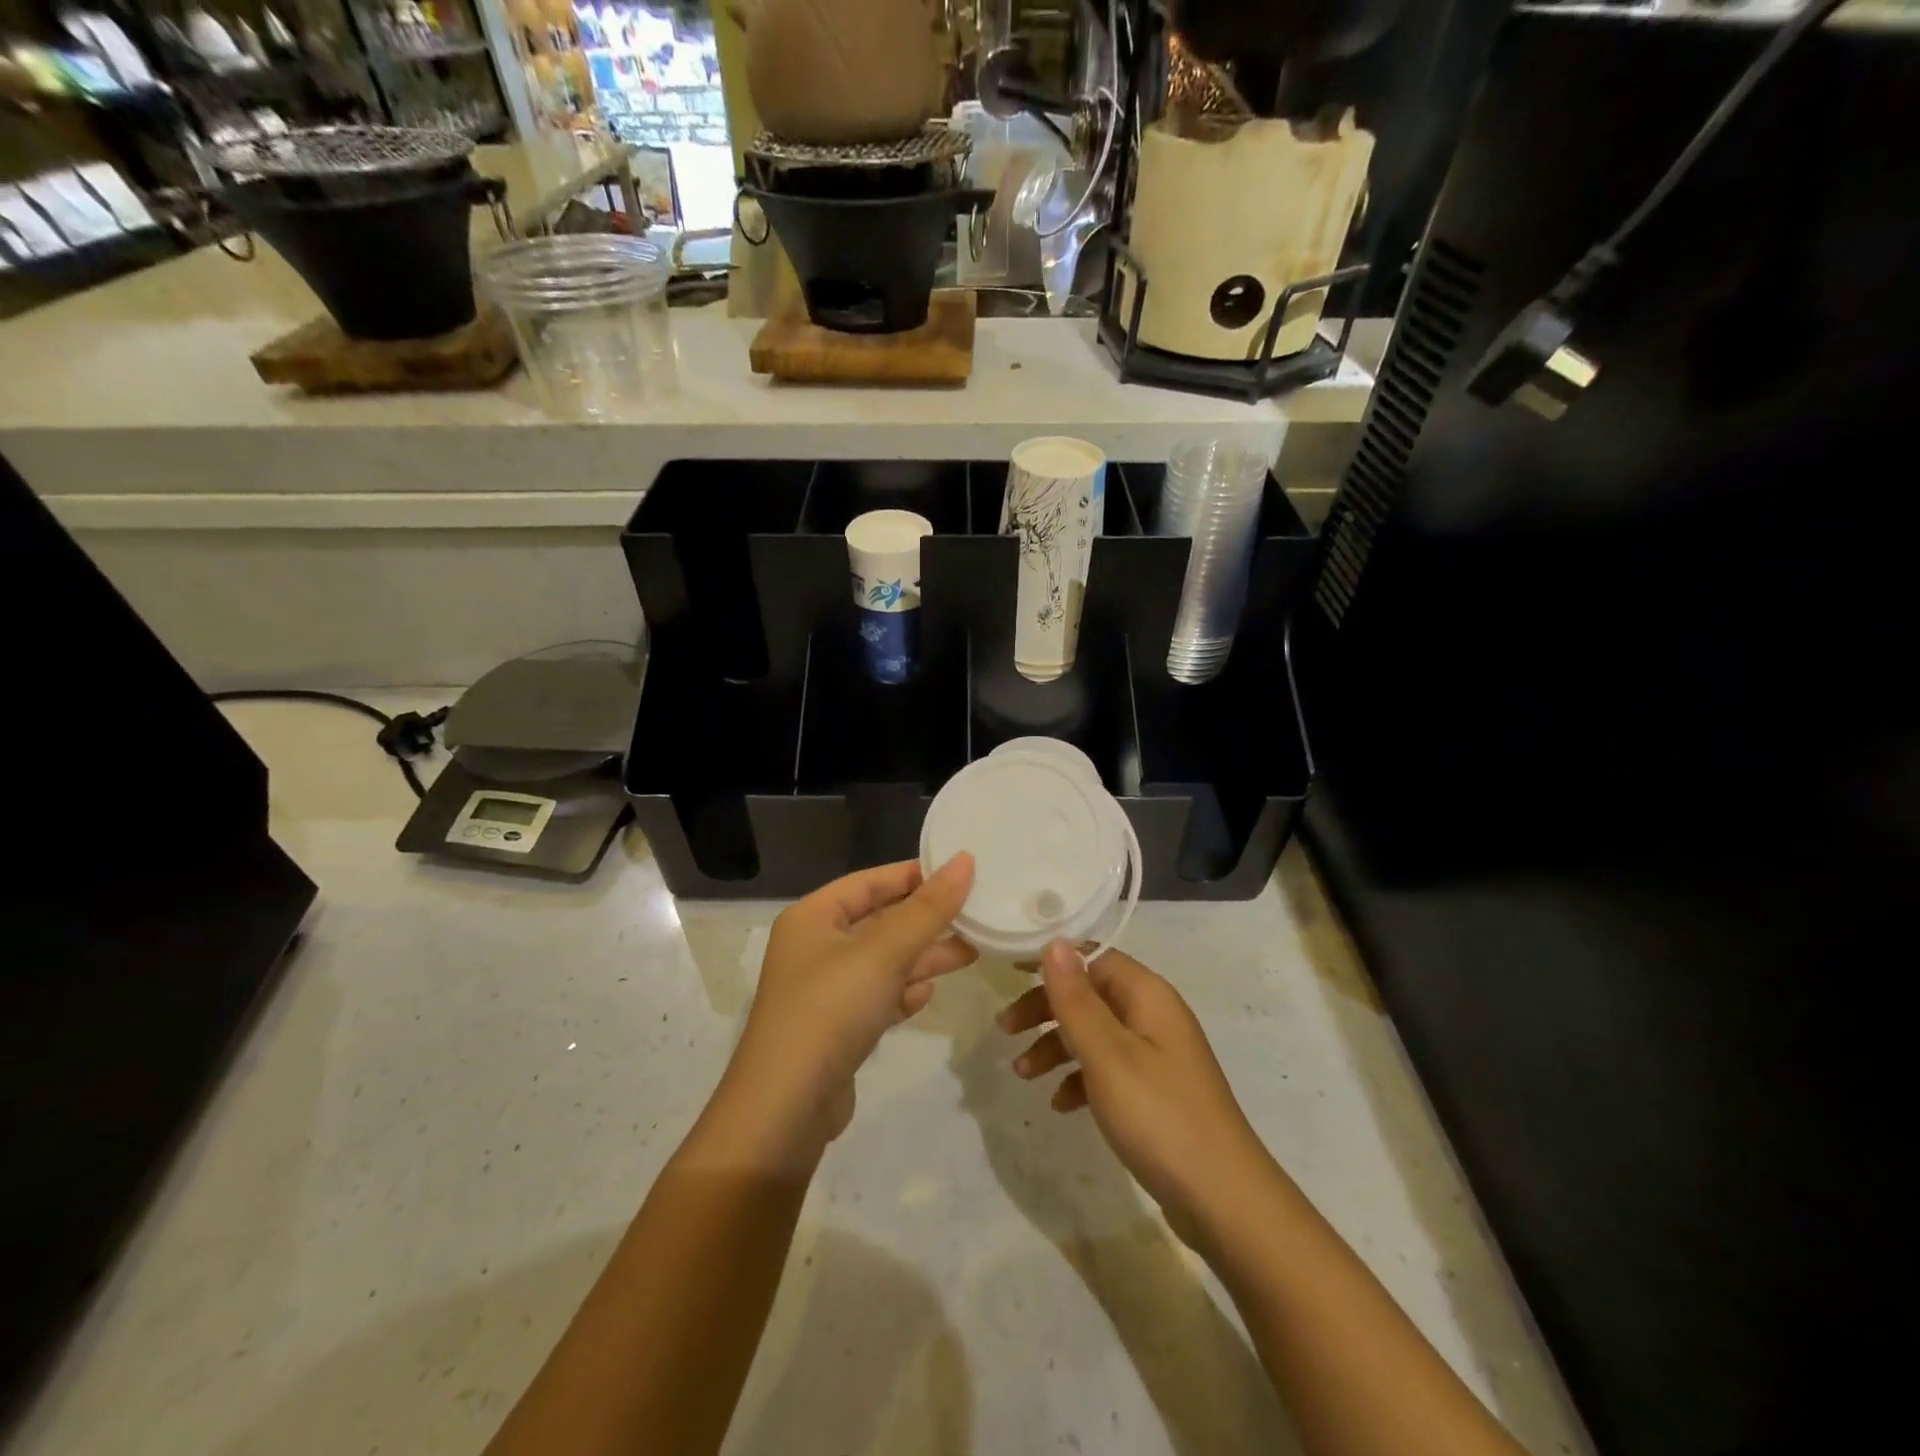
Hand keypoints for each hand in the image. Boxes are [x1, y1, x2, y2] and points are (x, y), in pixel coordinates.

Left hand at [721, 855, 976, 1150]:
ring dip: (923, 957)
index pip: (869, 881)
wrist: (787, 1109)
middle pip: (879, 921)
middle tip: (975, 916)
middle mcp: (815, 947)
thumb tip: (965, 860)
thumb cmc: (832, 1009)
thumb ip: (928, 908)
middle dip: (925, 920)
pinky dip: (903, 992)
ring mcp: (824, 990)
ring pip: (883, 961)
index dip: (913, 874)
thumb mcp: (885, 952)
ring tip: (970, 953)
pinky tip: (928, 995)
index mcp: (813, 917)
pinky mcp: (836, 1028)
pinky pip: (877, 996)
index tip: (959, 873)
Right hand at [1000, 940, 1274, 1240]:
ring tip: (1021, 1074)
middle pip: (1090, 994)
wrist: (1224, 1201)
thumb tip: (1056, 941)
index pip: (1093, 957)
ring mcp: (1157, 1055)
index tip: (1009, 971)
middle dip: (1046, 1008)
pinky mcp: (1155, 1091)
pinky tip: (1060, 1104)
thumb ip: (1077, 999)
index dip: (1052, 961)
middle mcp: (1154, 1016)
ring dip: (1056, 1046)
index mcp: (1147, 995)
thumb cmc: (1158, 1116)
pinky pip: (1108, 1069)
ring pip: (1095, 1033)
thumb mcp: (1107, 1054)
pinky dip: (1079, 1078)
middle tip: (1005, 1029)